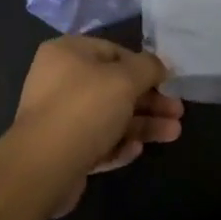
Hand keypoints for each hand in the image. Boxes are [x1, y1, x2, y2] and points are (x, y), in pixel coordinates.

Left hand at [7, 35, 181, 217]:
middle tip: (178, 112)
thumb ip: (148, 67)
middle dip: (149, 100)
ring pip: (109, 116)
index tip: (169, 81)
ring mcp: (59, 117)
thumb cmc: (85, 109)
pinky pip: (96, 142)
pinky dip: (118, 144)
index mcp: (67, 53)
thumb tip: (160, 65)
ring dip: (142, 124)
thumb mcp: (125, 79)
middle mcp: (59, 81)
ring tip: (173, 134)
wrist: (43, 167)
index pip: (113, 52)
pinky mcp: (62, 150)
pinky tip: (136, 151)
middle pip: (114, 87)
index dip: (144, 66)